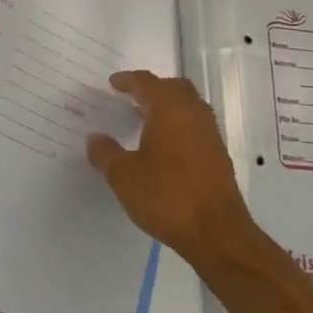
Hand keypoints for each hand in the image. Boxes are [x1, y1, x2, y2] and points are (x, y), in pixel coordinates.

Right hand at [86, 70, 257, 263]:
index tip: (113, 84)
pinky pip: (196, 125)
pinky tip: (164, 145)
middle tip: (131, 98)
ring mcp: (210, 134)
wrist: (215, 231)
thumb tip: (95, 138)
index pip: (147, 83)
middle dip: (152, 88)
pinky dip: (179, 124)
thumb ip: (105, 153)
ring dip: (168, 106)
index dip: (127, 80)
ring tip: (145, 120)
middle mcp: (193, 114)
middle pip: (173, 87)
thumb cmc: (165, 197)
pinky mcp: (218, 154)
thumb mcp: (123, 176)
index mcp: (169, 110)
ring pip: (189, 105)